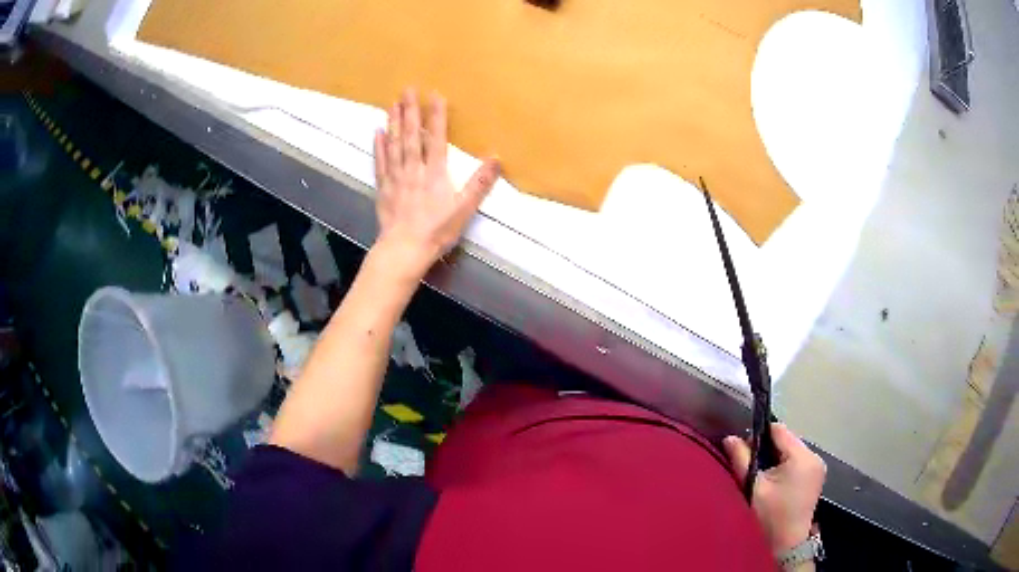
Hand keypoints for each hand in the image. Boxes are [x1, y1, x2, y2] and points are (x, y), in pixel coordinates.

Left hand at [373, 88, 500, 277]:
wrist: (404, 250)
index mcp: (435, 173)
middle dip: (410, 111)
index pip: (437, 138)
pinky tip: (378, 132)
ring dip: (394, 122)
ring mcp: (396, 178)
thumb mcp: (464, 209)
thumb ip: (479, 183)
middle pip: (412, 135)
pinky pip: (380, 163)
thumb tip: (496, 159)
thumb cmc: (436, 231)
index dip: (437, 116)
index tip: (435, 95)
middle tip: (407, 89)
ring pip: (394, 144)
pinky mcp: (384, 188)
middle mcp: (414, 169)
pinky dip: (379, 147)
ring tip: (393, 103)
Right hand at [723, 423, 825, 553]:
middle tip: (751, 466)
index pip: (779, 430)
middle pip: (786, 440)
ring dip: (776, 458)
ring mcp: (818, 467)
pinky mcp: (816, 476)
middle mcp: (814, 456)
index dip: (759, 435)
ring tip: (762, 476)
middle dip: (767, 449)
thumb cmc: (770, 516)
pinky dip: (785, 466)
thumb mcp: (753, 487)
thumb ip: (742, 459)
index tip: (744, 451)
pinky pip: (798, 461)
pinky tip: (775, 482)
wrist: (787, 545)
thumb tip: (730, 438)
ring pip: (791, 451)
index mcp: (802, 456)